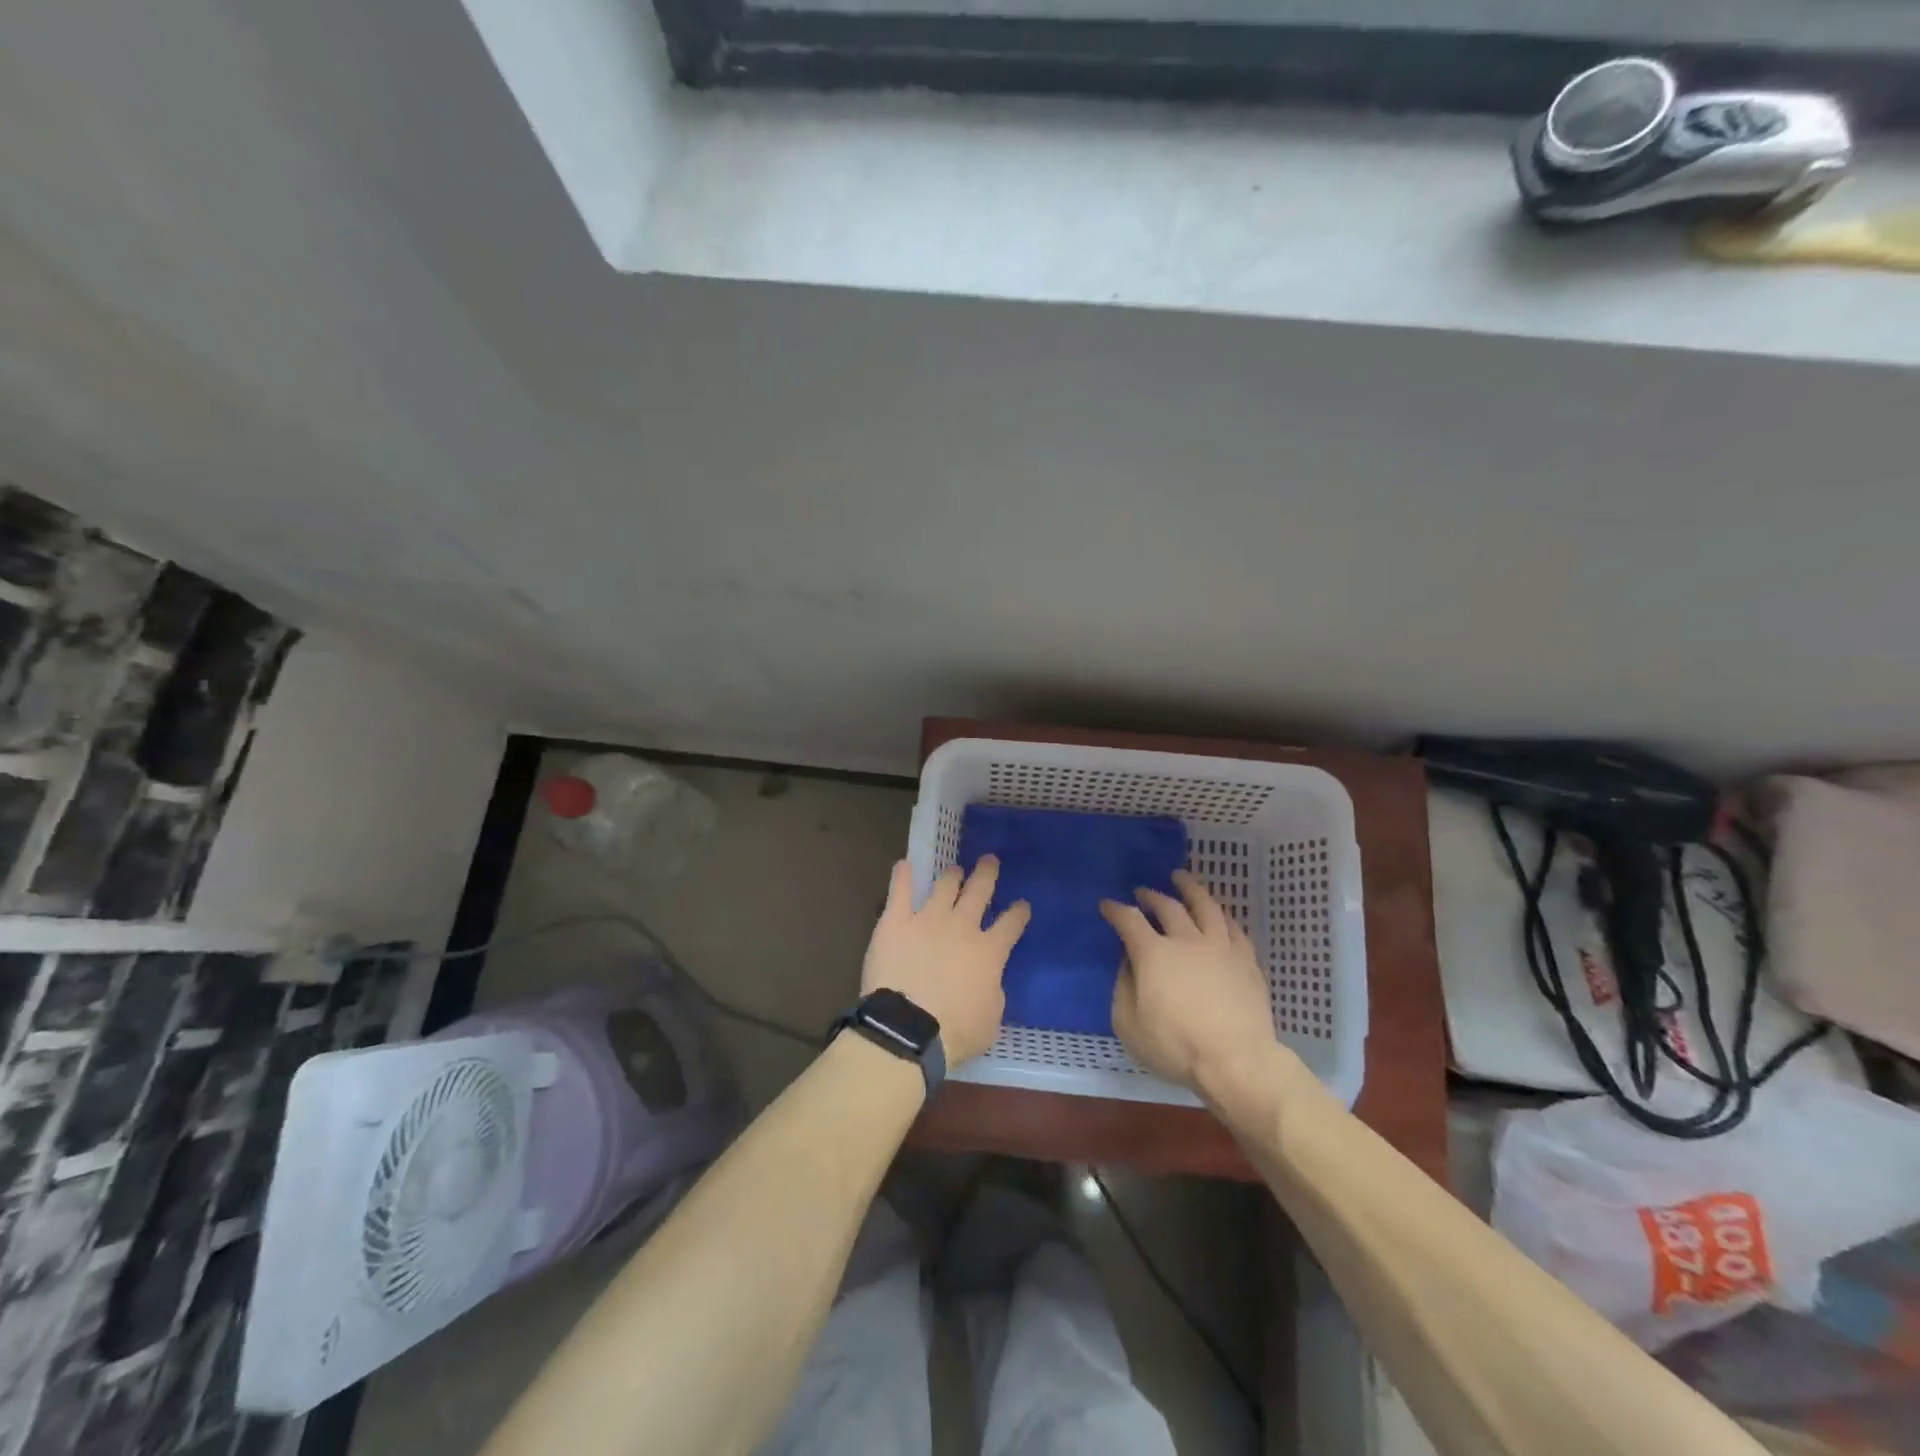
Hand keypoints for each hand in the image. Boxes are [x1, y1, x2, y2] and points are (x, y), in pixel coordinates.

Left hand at [863, 857, 1030, 1064]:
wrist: (908, 1028)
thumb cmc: (955, 1032)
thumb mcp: (991, 1018)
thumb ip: (992, 990)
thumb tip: (988, 979)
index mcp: (989, 951)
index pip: (1011, 924)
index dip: (1018, 912)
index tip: (1022, 904)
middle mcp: (962, 926)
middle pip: (979, 891)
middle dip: (986, 874)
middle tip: (989, 861)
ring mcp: (928, 919)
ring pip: (944, 886)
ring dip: (951, 875)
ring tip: (954, 869)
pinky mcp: (896, 921)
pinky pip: (900, 891)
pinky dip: (902, 876)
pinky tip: (904, 864)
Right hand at [1101, 869, 1281, 1092]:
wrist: (1238, 1061)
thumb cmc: (1176, 1046)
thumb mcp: (1129, 1026)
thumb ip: (1123, 989)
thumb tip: (1127, 964)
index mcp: (1153, 954)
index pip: (1129, 921)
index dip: (1116, 910)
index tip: (1107, 904)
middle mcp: (1186, 940)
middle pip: (1168, 906)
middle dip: (1151, 895)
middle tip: (1142, 891)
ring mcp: (1220, 947)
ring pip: (1205, 906)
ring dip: (1190, 889)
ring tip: (1182, 878)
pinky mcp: (1247, 960)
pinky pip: (1234, 927)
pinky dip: (1221, 916)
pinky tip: (1219, 914)